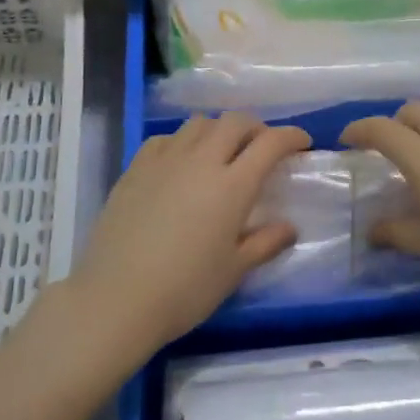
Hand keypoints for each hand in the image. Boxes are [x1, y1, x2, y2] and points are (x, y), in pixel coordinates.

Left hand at [73, 113, 310, 358]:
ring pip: (199, 124)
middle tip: (262, 146)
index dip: (291, 136)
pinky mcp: (135, 169)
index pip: (270, 143)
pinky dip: (182, 141)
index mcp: (232, 186)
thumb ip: (265, 243)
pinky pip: (165, 139)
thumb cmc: (185, 290)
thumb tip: (289, 227)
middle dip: (255, 127)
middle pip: (234, 121)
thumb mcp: (233, 271)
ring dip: (218, 130)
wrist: (116, 298)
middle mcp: (201, 161)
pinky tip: (181, 162)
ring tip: (221, 151)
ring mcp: (164, 161)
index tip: (302, 143)